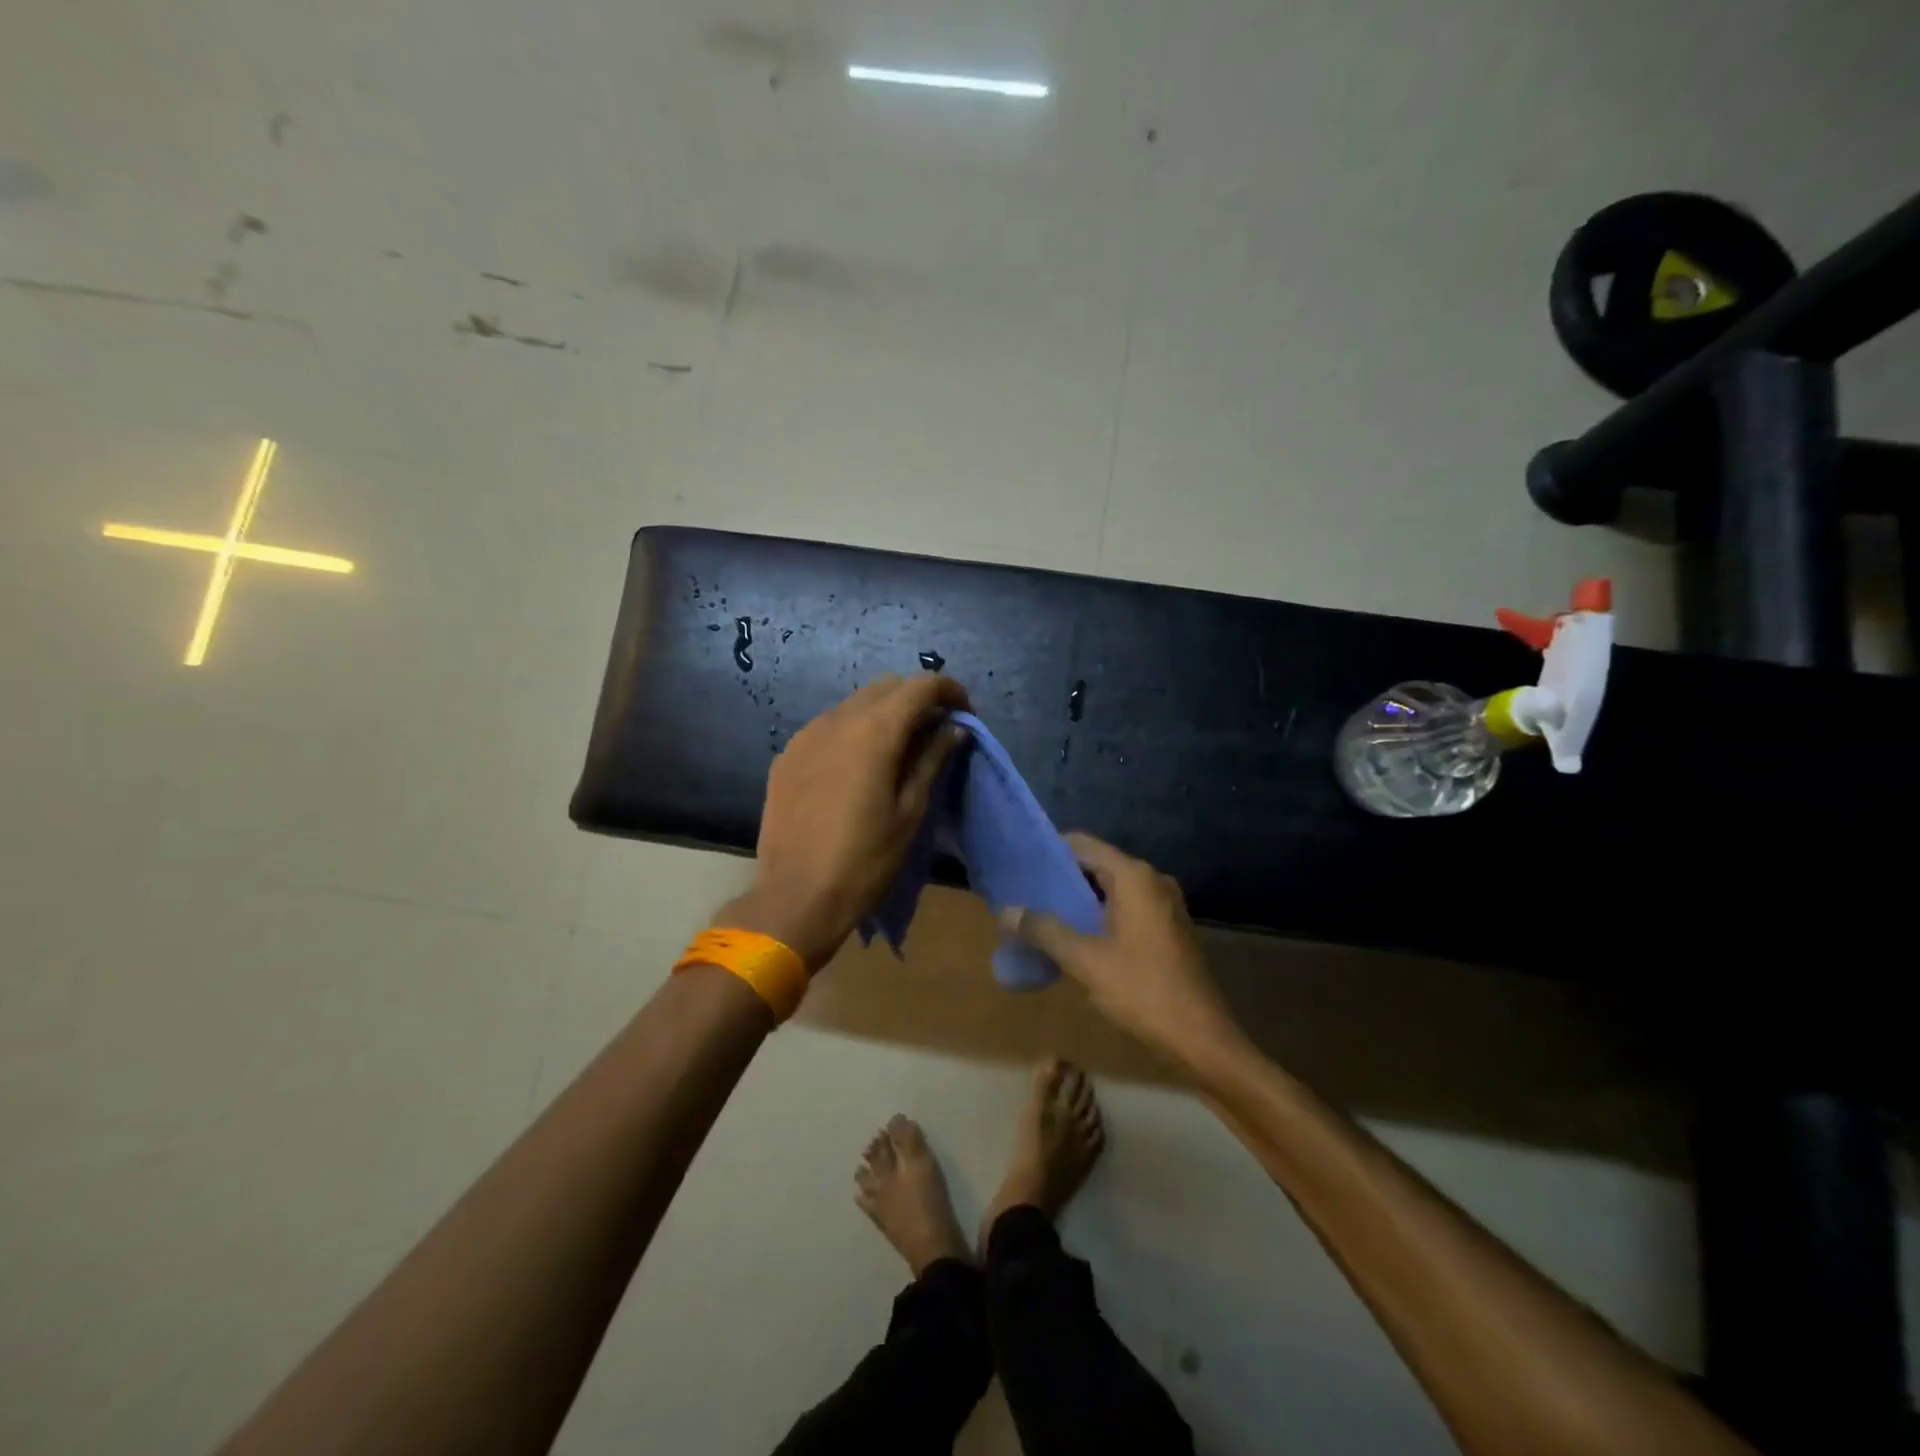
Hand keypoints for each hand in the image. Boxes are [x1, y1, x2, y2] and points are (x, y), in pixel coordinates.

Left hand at [721, 675, 970, 971]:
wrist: (795, 897)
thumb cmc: (865, 860)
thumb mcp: (911, 812)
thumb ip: (933, 760)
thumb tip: (954, 729)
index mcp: (874, 731)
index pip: (920, 686)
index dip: (950, 692)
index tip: (965, 716)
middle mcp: (837, 719)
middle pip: (886, 687)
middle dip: (916, 699)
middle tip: (936, 732)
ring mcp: (806, 734)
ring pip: (854, 703)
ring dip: (883, 713)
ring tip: (899, 749)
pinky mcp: (787, 755)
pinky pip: (828, 726)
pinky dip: (852, 731)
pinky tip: (858, 766)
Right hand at [1002, 832, 1242, 1067]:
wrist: (1201, 1038)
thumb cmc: (1142, 990)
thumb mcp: (1085, 960)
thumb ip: (1044, 930)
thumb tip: (1006, 911)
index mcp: (1134, 877)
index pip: (1082, 845)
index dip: (1048, 851)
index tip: (1018, 864)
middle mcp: (1152, 880)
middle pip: (1096, 865)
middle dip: (1060, 879)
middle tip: (1022, 892)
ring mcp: (1164, 904)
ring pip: (1110, 889)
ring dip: (1078, 900)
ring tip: (1040, 914)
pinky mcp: (1168, 927)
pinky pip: (1125, 907)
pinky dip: (1098, 915)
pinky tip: (1073, 936)